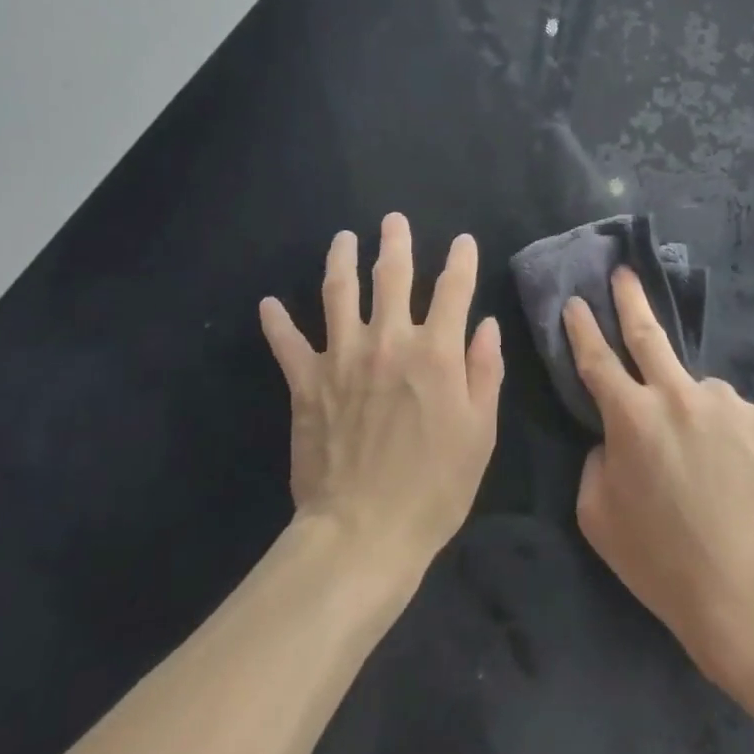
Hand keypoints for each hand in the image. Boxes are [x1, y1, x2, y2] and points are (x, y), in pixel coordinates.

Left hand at [259, 214, 502, 584]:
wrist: (363, 533)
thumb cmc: (434, 487)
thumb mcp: (480, 432)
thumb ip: (485, 372)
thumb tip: (486, 325)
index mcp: (436, 352)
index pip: (454, 289)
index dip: (461, 260)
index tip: (463, 242)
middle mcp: (389, 341)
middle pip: (392, 276)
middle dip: (396, 242)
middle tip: (393, 220)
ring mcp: (342, 357)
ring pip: (339, 293)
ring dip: (341, 260)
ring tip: (342, 238)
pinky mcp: (306, 382)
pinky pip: (287, 343)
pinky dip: (276, 322)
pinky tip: (268, 303)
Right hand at [565, 269, 753, 678]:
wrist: (752, 593)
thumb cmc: (663, 562)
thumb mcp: (599, 518)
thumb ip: (597, 463)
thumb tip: (614, 438)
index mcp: (631, 416)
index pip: (597, 358)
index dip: (581, 328)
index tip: (575, 301)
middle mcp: (678, 394)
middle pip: (648, 333)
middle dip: (630, 298)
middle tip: (625, 273)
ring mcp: (728, 403)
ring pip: (701, 395)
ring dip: (695, 415)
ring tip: (711, 469)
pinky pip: (740, 421)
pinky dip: (733, 440)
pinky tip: (742, 479)